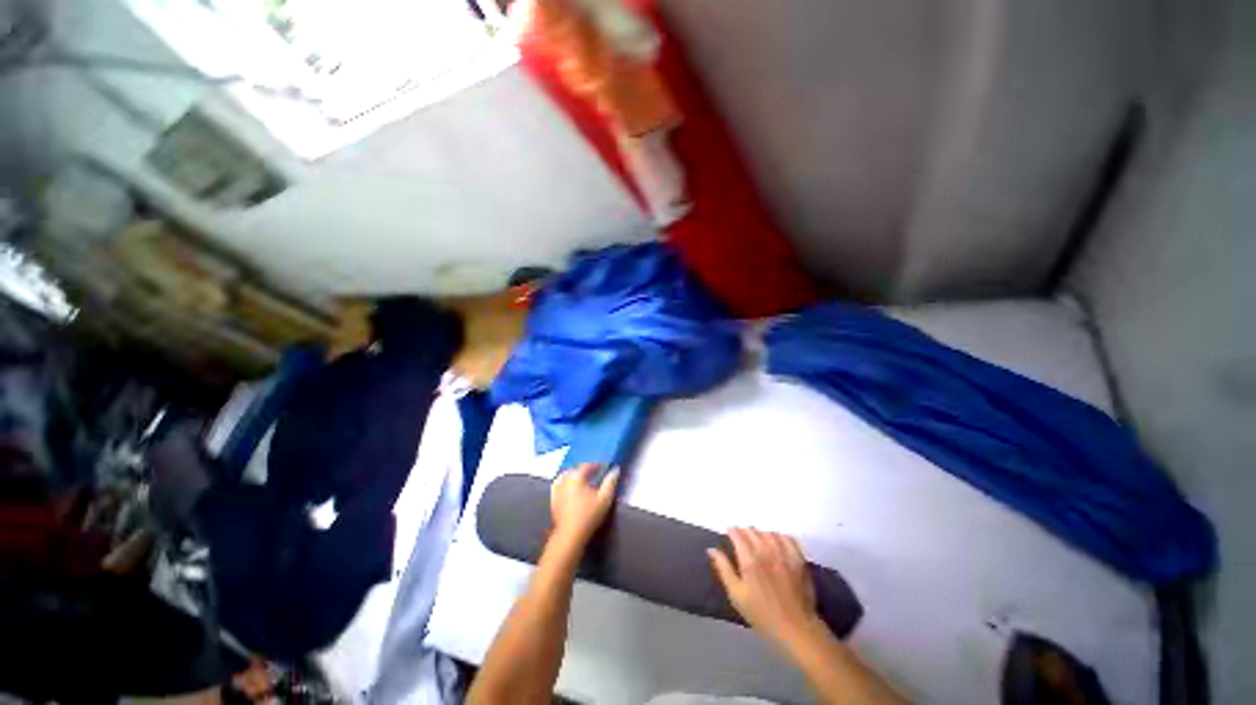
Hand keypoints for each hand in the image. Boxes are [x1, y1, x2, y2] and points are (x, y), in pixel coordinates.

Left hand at [550, 464, 619, 549]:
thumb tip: (615, 470)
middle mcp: (565, 479)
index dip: (596, 465)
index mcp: (576, 476)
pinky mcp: (553, 498)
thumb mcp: (605, 499)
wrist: (570, 535)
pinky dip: (565, 483)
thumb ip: (610, 482)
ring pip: (566, 476)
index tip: (603, 468)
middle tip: (595, 474)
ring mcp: (557, 489)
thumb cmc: (589, 516)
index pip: (587, 465)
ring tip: (583, 481)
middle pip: (576, 469)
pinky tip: (570, 488)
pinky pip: (559, 485)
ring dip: (575, 476)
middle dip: (585, 470)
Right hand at [708, 528, 819, 648]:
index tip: (728, 532)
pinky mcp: (798, 559)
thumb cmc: (762, 615)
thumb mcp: (737, 595)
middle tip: (741, 540)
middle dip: (744, 532)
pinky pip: (788, 538)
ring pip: (769, 532)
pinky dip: (780, 537)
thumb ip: (724, 569)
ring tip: (758, 541)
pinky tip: (777, 543)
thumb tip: (711, 550)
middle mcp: (766, 551)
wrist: (796, 629)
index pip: (737, 534)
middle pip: (752, 531)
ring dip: (761, 534)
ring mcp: (784, 553)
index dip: (731, 531)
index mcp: (749, 560)